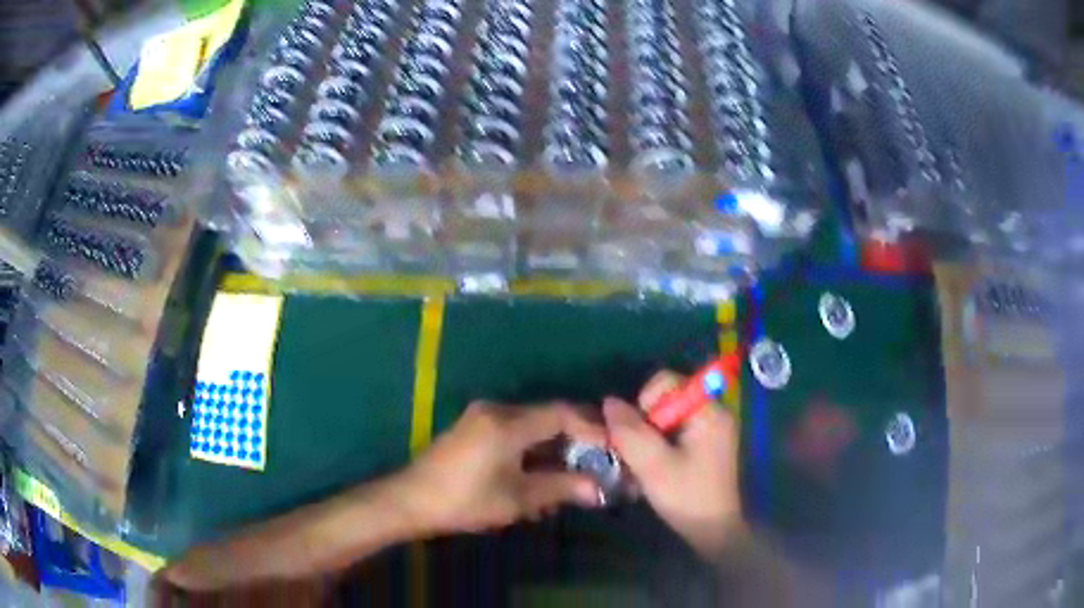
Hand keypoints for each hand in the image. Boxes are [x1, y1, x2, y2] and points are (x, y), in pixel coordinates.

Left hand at [396, 401, 605, 535]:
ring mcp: (482, 418)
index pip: (562, 413)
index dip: (592, 428)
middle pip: (548, 417)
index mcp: (508, 423)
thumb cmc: (465, 501)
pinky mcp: (474, 429)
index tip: (613, 448)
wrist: (411, 500)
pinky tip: (541, 476)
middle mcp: (497, 410)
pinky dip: (533, 451)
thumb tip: (599, 489)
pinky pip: (514, 433)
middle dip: (576, 441)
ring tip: (573, 477)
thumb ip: (560, 488)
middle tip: (599, 464)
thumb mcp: (517, 499)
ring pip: (532, 427)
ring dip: (554, 449)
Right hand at [603, 371, 743, 558]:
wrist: (714, 531)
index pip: (667, 381)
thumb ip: (630, 432)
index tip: (640, 435)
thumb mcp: (653, 466)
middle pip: (665, 399)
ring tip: (643, 464)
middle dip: (644, 423)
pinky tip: (653, 469)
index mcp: (708, 411)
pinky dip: (658, 445)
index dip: (644, 403)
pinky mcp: (705, 445)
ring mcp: (710, 429)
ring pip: (666, 417)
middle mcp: (712, 412)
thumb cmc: (687, 497)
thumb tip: (609, 402)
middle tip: (638, 454)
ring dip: (648, 437)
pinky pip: (674, 431)